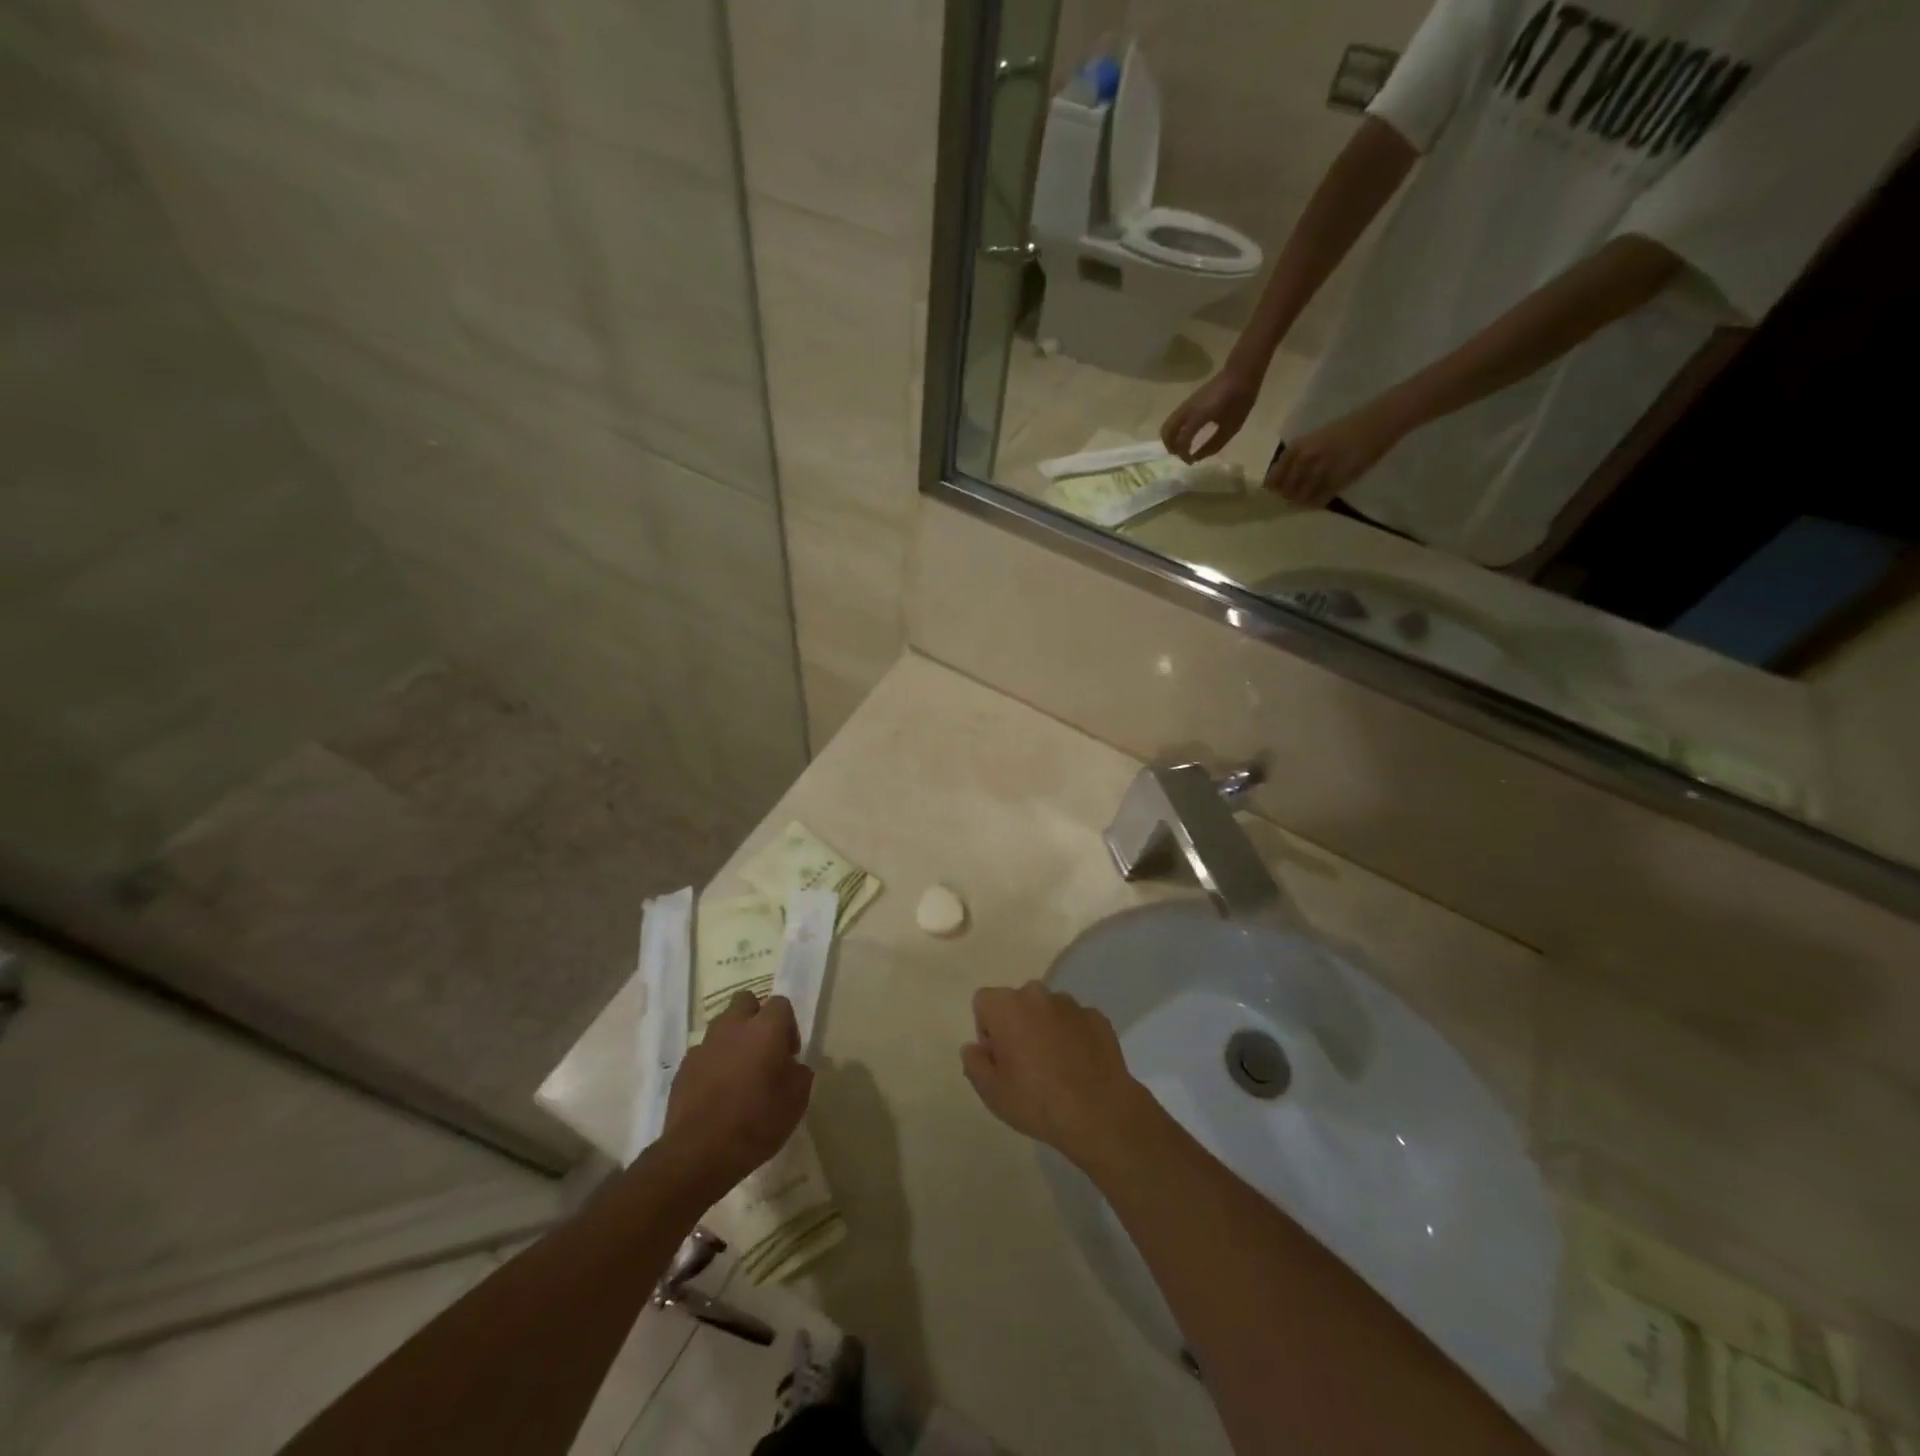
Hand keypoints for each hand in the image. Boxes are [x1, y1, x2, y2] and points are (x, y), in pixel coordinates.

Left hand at [660, 992, 811, 1199]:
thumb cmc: (757, 1122)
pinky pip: (704, 1052)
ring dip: (733, 1039)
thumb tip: (792, 1066)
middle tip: (763, 1049)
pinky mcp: (684, 1067)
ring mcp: (704, 1045)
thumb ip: (800, 1073)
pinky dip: (712, 1062)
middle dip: (756, 1017)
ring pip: (722, 1025)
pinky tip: (716, 1091)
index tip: (788, 1055)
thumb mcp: (797, 1101)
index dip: (788, 1026)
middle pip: (746, 1001)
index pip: (781, 1004)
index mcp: (765, 1029)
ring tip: (738, 1071)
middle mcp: (733, 1027)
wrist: (699, 1153)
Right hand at [961, 982, 1153, 1173]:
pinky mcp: (1098, 1017)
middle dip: (1016, 1025)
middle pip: (1017, 1003)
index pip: (984, 1002)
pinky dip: (1072, 1036)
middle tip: (1024, 1064)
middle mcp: (1038, 994)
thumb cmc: (1036, 1101)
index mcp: (1007, 1006)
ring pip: (1047, 1010)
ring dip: (1045, 1029)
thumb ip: (973, 1062)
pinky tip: (1078, 1067)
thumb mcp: (991, 1091)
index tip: (998, 1058)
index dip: (987, 1030)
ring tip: (1055, 1068)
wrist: (1099, 1113)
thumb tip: (975, 1047)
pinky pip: (1075, 1022)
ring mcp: (1071, 1004)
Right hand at [1161, 366, 1261, 461]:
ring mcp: (1185, 405)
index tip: (1191, 462)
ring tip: (1183, 447)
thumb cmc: (1239, 401)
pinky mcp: (1187, 403)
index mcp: (1198, 417)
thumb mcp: (1231, 428)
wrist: (1240, 374)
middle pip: (1166, 433)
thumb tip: (1196, 457)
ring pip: (1167, 426)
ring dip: (1171, 439)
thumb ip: (1213, 445)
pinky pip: (1174, 420)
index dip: (1184, 455)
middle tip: (1182, 455)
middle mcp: (1187, 411)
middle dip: (1171, 447)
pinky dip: (1175, 431)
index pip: (1181, 441)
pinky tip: (1187, 436)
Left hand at [1265, 404, 1406, 506]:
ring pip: (1302, 497)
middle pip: (1286, 490)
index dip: (1273, 489)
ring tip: (1306, 501)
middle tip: (1292, 500)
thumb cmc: (1345, 428)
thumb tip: (1281, 482)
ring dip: (1302, 502)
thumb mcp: (1313, 439)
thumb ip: (1297, 458)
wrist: (1378, 421)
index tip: (1275, 494)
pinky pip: (1320, 499)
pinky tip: (1319, 501)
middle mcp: (1306, 458)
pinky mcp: (1339, 479)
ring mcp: (1322, 469)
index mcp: (1298, 446)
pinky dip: (1317, 502)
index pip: (1274, 478)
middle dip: (1287, 497)